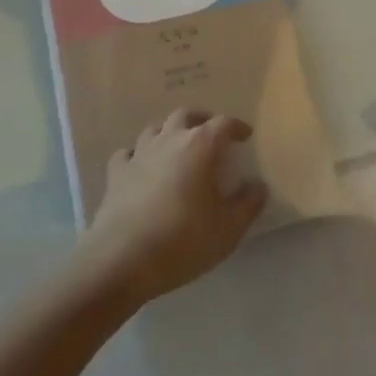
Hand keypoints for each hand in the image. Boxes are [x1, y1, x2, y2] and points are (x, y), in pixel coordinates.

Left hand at [80, 110, 266, 305]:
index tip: (245, 135)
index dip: (237, 127)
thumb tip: (258, 186)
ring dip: (169, 134)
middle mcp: (169, 140)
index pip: (223, 124)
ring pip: (155, 130)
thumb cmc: (182, 241)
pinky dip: (137, 155)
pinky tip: (141, 168)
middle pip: (185, 116)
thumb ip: (248, 204)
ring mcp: (139, 154)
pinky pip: (127, 153)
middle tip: (211, 136)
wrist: (122, 260)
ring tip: (177, 149)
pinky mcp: (116, 174)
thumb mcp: (228, 229)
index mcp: (200, 147)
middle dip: (201, 121)